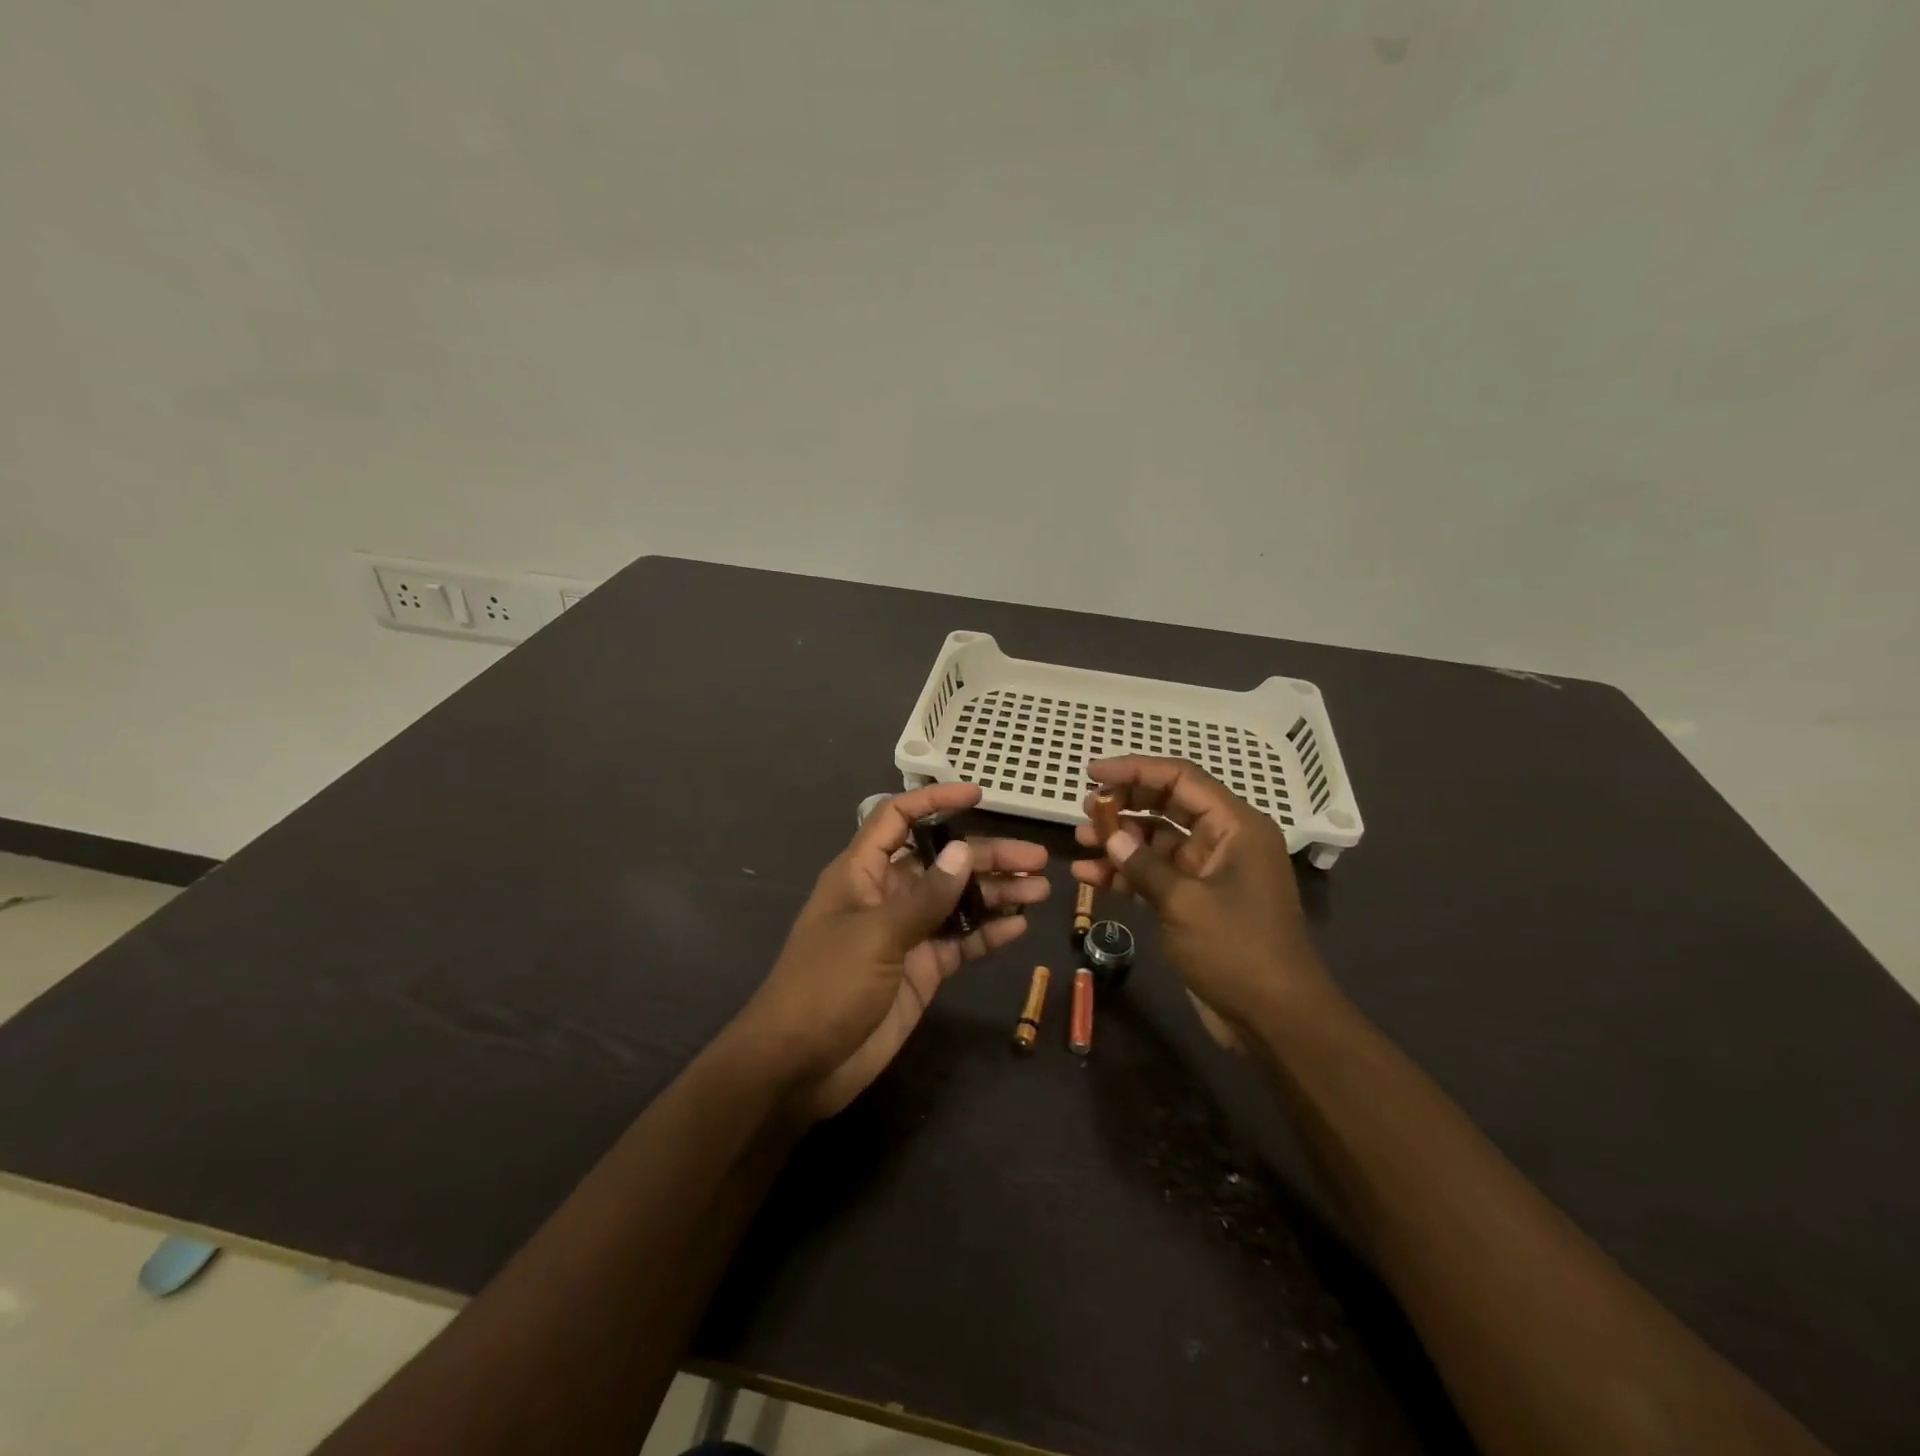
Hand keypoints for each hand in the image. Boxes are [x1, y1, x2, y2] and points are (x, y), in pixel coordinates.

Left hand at [736, 783, 1047, 1120]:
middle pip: (942, 862)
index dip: (935, 802)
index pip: (898, 819)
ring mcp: (906, 934)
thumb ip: (925, 897)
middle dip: (986, 856)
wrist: (800, 1065)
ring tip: (1041, 889)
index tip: (978, 795)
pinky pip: (960, 943)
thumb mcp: (876, 935)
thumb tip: (965, 852)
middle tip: (1036, 859)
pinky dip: (988, 934)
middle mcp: (887, 896)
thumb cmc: (826, 985)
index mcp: (862, 873)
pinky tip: (1019, 927)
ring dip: (996, 894)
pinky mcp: (921, 970)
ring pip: (957, 902)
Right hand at [1072, 756, 1329, 1046]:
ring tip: (1080, 841)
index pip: (1180, 779)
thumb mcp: (1185, 903)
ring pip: (1157, 841)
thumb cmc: (1238, 950)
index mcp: (1236, 826)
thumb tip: (1107, 835)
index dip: (1135, 769)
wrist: (1276, 1019)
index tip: (1092, 771)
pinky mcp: (1195, 901)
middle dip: (1124, 804)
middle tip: (1084, 809)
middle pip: (1167, 805)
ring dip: (1119, 840)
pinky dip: (1126, 873)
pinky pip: (1155, 874)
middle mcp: (1224, 840)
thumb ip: (1142, 864)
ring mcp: (1209, 872)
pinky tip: (1089, 876)